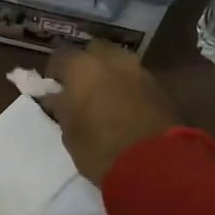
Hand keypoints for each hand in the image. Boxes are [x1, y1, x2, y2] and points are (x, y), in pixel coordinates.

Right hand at [45, 42, 181, 186]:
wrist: (155, 164)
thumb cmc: (100, 149)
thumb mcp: (69, 133)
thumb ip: (61, 108)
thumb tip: (55, 97)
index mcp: (83, 68)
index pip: (60, 56)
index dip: (55, 71)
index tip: (53, 87)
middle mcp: (113, 60)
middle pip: (95, 50)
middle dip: (86, 63)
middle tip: (80, 87)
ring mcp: (140, 71)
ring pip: (119, 62)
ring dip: (110, 73)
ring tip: (104, 96)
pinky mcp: (161, 87)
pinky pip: (137, 78)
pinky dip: (128, 86)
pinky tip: (125, 106)